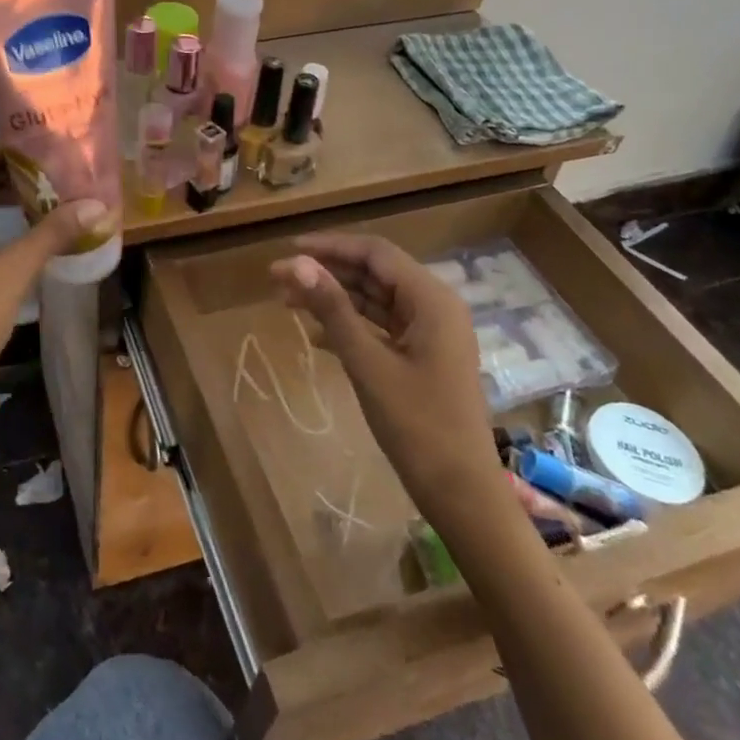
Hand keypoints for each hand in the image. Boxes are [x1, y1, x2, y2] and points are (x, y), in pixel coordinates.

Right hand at [270, 232, 497, 499]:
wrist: (461, 493)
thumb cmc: (417, 425)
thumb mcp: (367, 363)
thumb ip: (332, 309)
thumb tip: (295, 263)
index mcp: (431, 299)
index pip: (375, 253)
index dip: (330, 246)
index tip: (288, 250)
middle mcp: (435, 306)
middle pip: (374, 273)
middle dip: (326, 272)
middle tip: (277, 279)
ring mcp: (431, 333)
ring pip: (375, 300)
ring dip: (334, 298)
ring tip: (287, 303)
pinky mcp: (424, 356)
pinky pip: (381, 326)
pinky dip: (350, 325)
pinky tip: (316, 336)